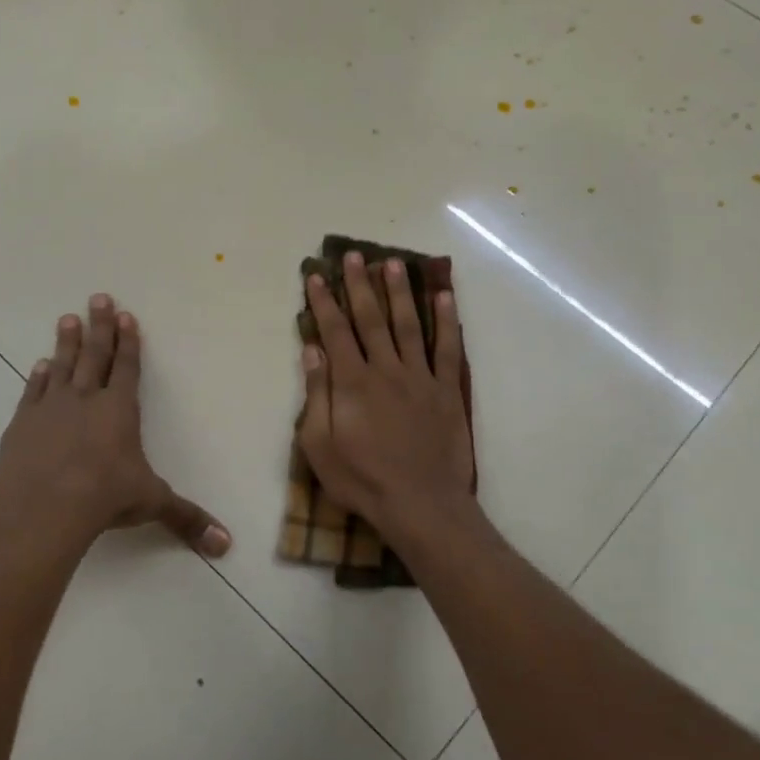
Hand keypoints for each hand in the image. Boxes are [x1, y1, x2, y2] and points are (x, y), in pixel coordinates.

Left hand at [0, 295, 230, 556]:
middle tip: (97, 297)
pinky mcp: (23, 423)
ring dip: (66, 342)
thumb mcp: (152, 504)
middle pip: (94, 355)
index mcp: (120, 410)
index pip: (128, 368)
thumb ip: (187, 518)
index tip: (126, 316)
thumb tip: (226, 545)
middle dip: (98, 327)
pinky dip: (38, 376)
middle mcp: (86, 400)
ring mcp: (51, 408)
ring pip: (62, 366)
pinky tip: (39, 365)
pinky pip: (33, 391)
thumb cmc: (105, 497)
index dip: (128, 342)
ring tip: (67, 318)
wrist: (45, 506)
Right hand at [298, 252, 475, 543]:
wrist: (420, 504)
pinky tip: (444, 296)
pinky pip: (447, 349)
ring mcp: (420, 378)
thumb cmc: (361, 480)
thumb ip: (315, 396)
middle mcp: (386, 369)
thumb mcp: (319, 446)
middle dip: (360, 285)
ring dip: (400, 292)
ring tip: (393, 263)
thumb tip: (312, 352)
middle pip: (371, 319)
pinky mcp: (446, 391)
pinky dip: (447, 320)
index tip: (317, 275)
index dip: (324, 302)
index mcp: (351, 383)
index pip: (334, 332)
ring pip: (408, 325)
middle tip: (353, 255)